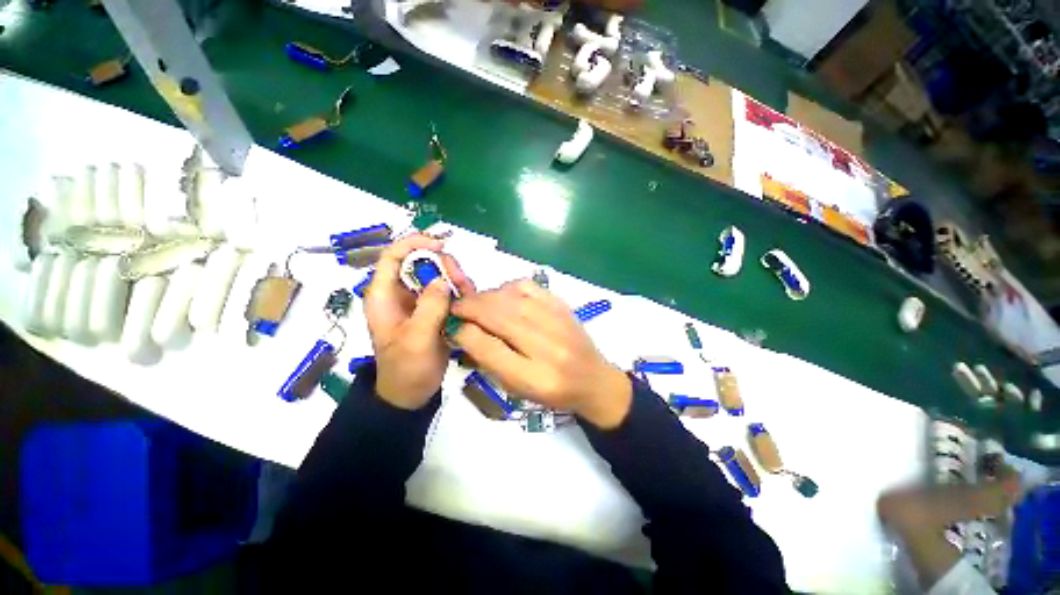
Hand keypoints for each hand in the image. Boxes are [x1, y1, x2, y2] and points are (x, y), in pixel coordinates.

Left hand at [365, 234, 473, 409]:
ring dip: (454, 278)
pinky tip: (469, 301)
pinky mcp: (433, 311)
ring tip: (467, 292)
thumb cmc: (406, 368)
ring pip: (437, 275)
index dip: (414, 243)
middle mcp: (400, 293)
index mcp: (384, 295)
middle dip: (443, 265)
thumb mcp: (416, 339)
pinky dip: (460, 291)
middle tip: (461, 279)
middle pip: (420, 262)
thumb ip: (429, 308)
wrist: (412, 392)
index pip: (393, 256)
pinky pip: (447, 291)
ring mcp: (418, 302)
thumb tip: (442, 280)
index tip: (441, 245)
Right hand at [449, 280, 631, 427]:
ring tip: (476, 303)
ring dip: (485, 297)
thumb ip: (490, 360)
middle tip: (456, 308)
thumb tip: (464, 330)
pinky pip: (527, 286)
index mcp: (534, 377)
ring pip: (510, 297)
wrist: (593, 379)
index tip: (452, 326)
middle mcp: (547, 346)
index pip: (488, 348)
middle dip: (469, 307)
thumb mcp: (517, 387)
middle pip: (498, 316)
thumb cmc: (551, 391)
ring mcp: (557, 321)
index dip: (464, 332)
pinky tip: (502, 296)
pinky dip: (507, 287)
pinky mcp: (561, 305)